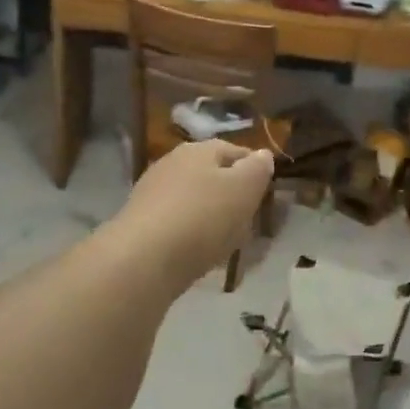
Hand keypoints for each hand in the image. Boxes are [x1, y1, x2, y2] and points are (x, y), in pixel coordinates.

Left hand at [112, 141, 274, 291]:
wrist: (144, 258)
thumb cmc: (203, 217)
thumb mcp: (244, 189)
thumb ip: (257, 169)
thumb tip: (262, 155)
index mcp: (199, 149)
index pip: (236, 151)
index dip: (255, 169)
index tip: (267, 193)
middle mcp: (172, 163)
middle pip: (213, 175)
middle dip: (232, 195)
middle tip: (249, 220)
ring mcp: (153, 193)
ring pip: (195, 200)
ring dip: (212, 217)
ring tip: (227, 241)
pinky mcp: (142, 222)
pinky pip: (179, 223)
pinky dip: (193, 234)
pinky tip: (200, 252)